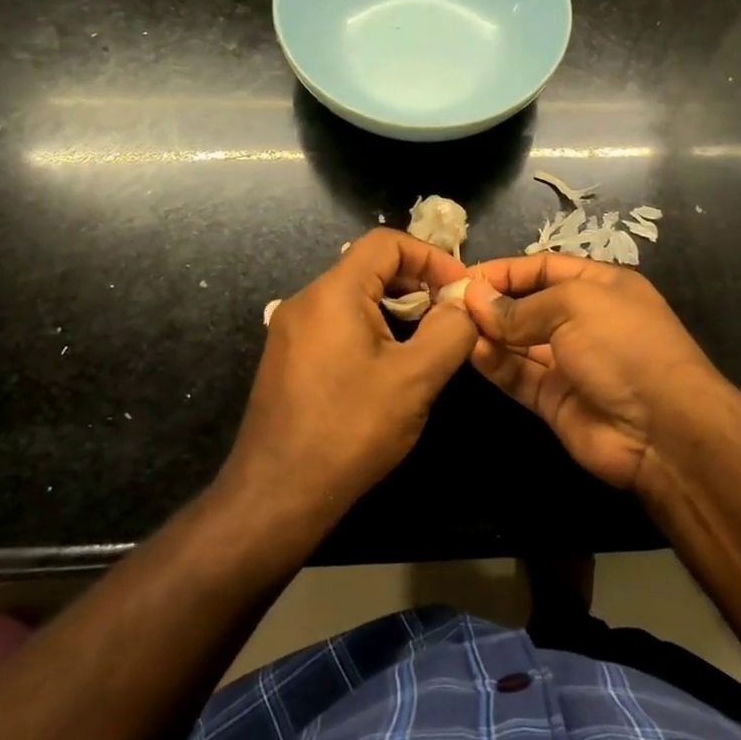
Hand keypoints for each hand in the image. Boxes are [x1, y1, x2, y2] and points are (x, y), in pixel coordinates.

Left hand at [223, 230, 476, 520]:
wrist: (277, 496)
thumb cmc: (350, 430)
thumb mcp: (415, 378)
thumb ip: (449, 330)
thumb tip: (463, 302)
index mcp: (332, 293)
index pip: (386, 243)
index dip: (430, 256)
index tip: (460, 289)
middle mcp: (306, 301)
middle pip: (369, 267)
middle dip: (416, 284)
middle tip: (449, 316)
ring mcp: (291, 331)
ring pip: (354, 298)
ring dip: (395, 309)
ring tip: (426, 343)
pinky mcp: (288, 359)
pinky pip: (337, 324)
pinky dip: (371, 329)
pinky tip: (389, 367)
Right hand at [464, 254, 722, 490]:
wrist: (664, 430)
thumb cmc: (623, 345)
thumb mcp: (574, 306)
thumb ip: (521, 306)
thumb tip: (475, 299)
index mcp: (599, 286)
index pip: (542, 268)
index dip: (505, 270)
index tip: (464, 276)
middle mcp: (583, 320)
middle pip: (527, 305)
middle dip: (491, 302)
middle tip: (449, 303)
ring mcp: (569, 362)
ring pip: (518, 342)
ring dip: (488, 333)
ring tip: (453, 326)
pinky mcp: (555, 399)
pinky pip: (519, 375)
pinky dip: (495, 364)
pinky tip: (471, 352)